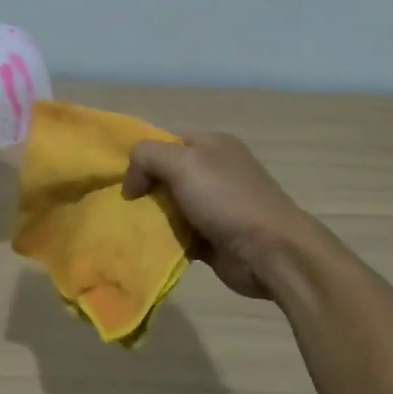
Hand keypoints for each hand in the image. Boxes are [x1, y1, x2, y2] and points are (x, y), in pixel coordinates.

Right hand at [123, 132, 309, 299]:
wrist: (269, 251)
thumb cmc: (226, 199)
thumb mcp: (182, 163)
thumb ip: (147, 156)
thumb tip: (131, 181)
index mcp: (213, 145)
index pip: (166, 142)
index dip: (143, 158)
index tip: (125, 181)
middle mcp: (215, 171)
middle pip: (166, 175)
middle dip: (144, 190)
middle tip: (123, 207)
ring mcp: (216, 206)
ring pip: (170, 207)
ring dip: (151, 218)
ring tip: (129, 228)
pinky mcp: (213, 237)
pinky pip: (179, 234)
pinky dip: (164, 239)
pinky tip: (147, 246)